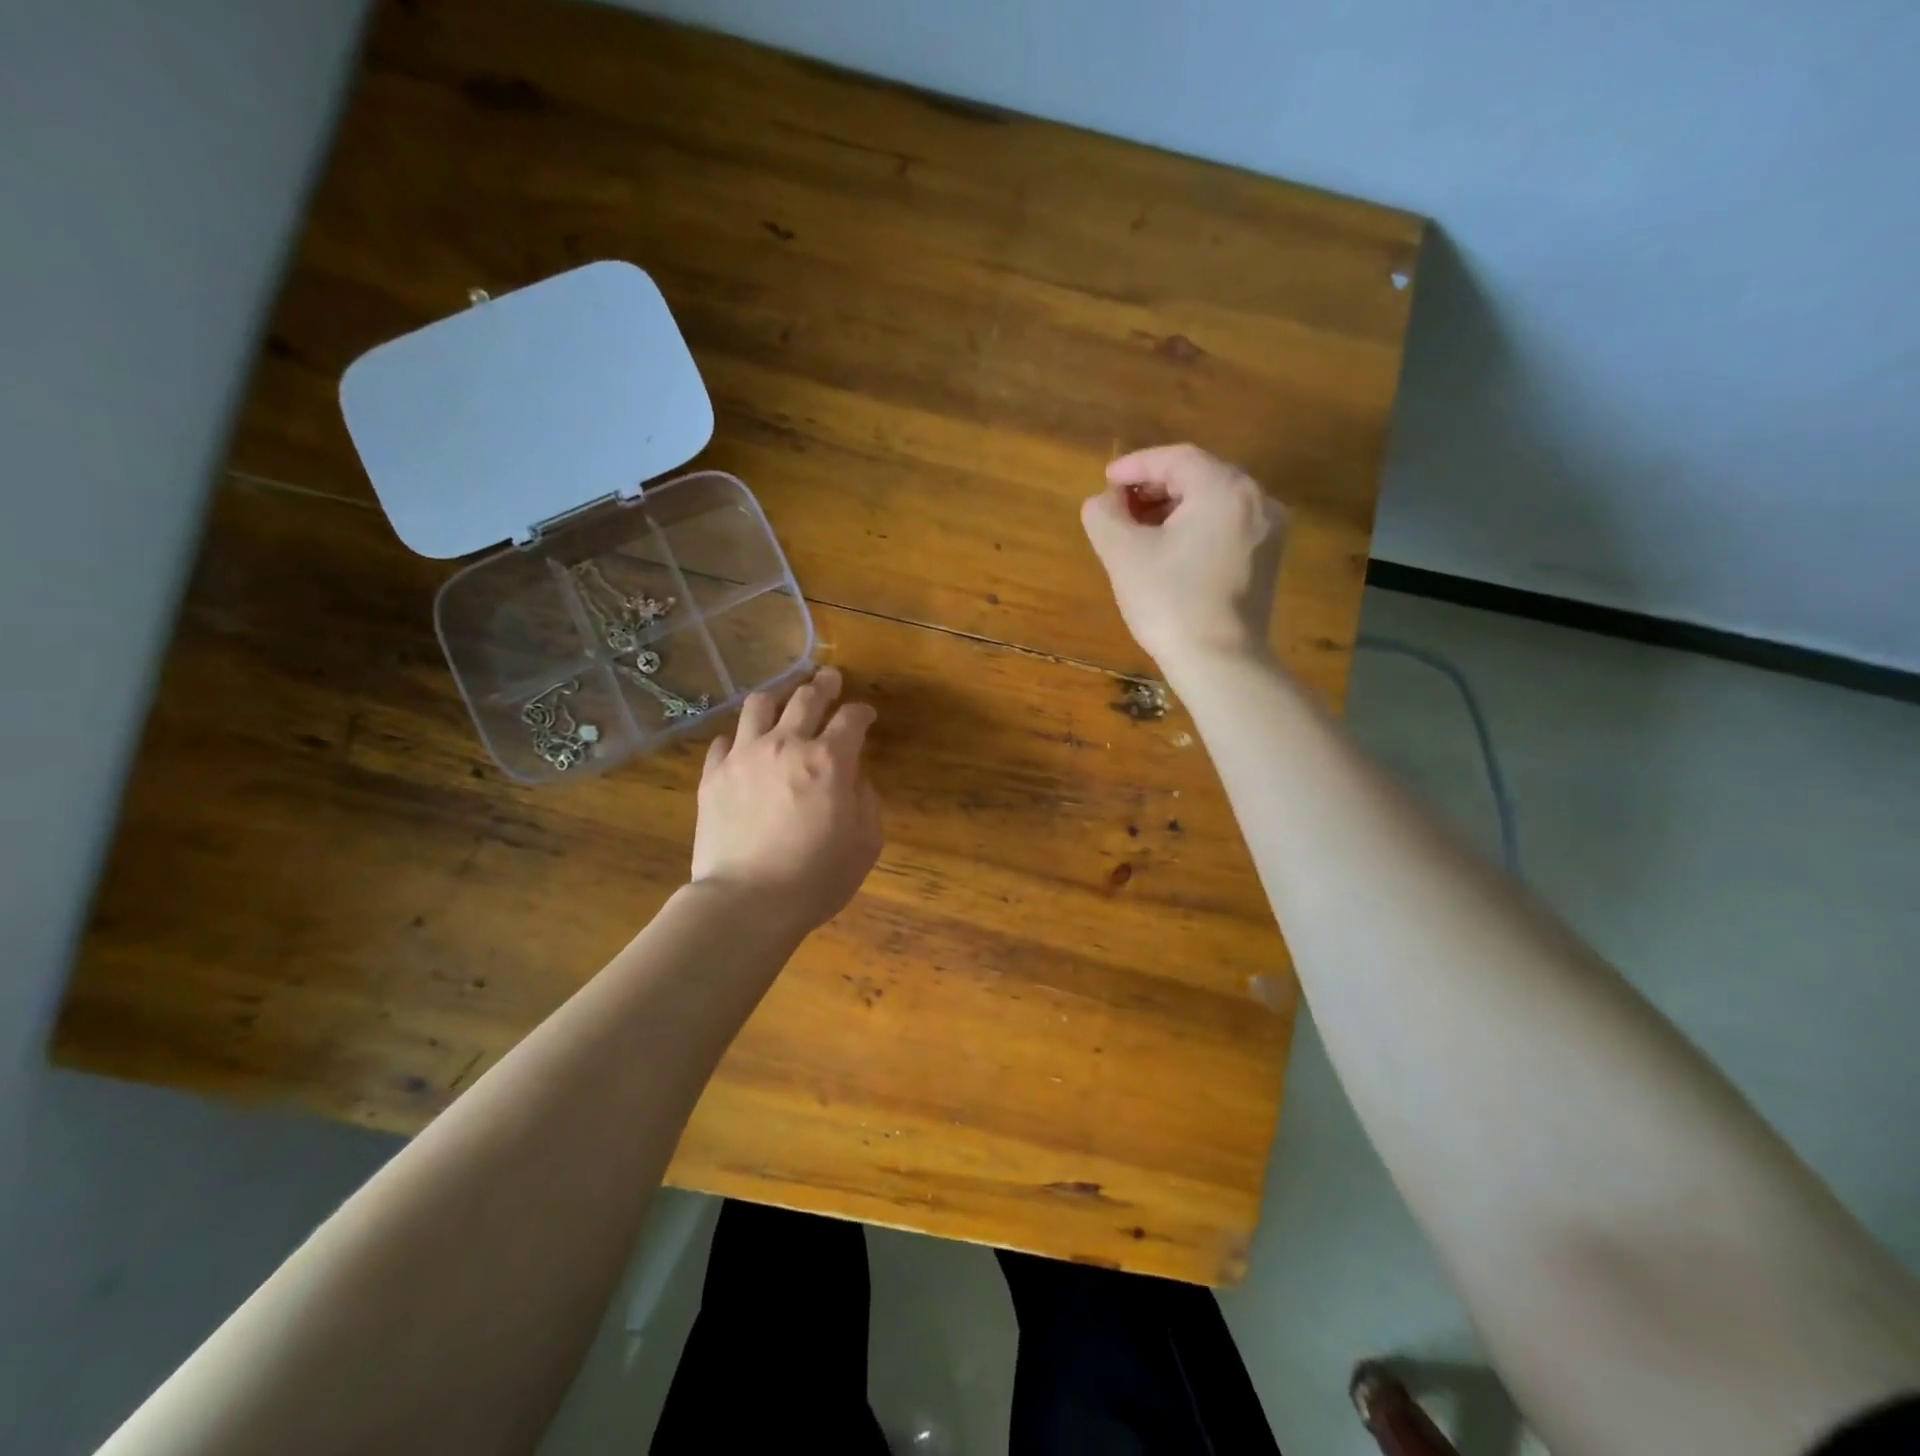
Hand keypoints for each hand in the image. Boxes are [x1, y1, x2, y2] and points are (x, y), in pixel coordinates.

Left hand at [691, 666, 882, 935]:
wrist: (748, 902)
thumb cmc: (817, 878)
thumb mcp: (866, 843)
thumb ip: (865, 800)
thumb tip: (854, 777)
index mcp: (829, 760)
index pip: (851, 718)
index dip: (861, 712)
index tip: (865, 715)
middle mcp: (786, 744)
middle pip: (806, 697)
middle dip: (823, 684)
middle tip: (829, 678)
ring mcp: (744, 756)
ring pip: (760, 705)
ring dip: (778, 695)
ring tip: (784, 697)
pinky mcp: (713, 775)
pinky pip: (725, 741)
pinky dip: (740, 738)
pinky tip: (745, 746)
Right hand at [1081, 443, 1287, 665]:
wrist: (1220, 662)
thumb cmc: (1169, 602)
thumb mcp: (1122, 553)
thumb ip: (1103, 514)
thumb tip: (1103, 502)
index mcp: (1225, 489)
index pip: (1176, 459)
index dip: (1135, 466)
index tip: (1105, 481)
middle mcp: (1257, 500)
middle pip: (1199, 477)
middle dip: (1154, 487)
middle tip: (1118, 506)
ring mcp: (1268, 532)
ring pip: (1213, 503)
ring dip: (1173, 508)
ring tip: (1138, 529)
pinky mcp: (1266, 560)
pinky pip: (1226, 527)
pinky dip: (1195, 527)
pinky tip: (1169, 549)